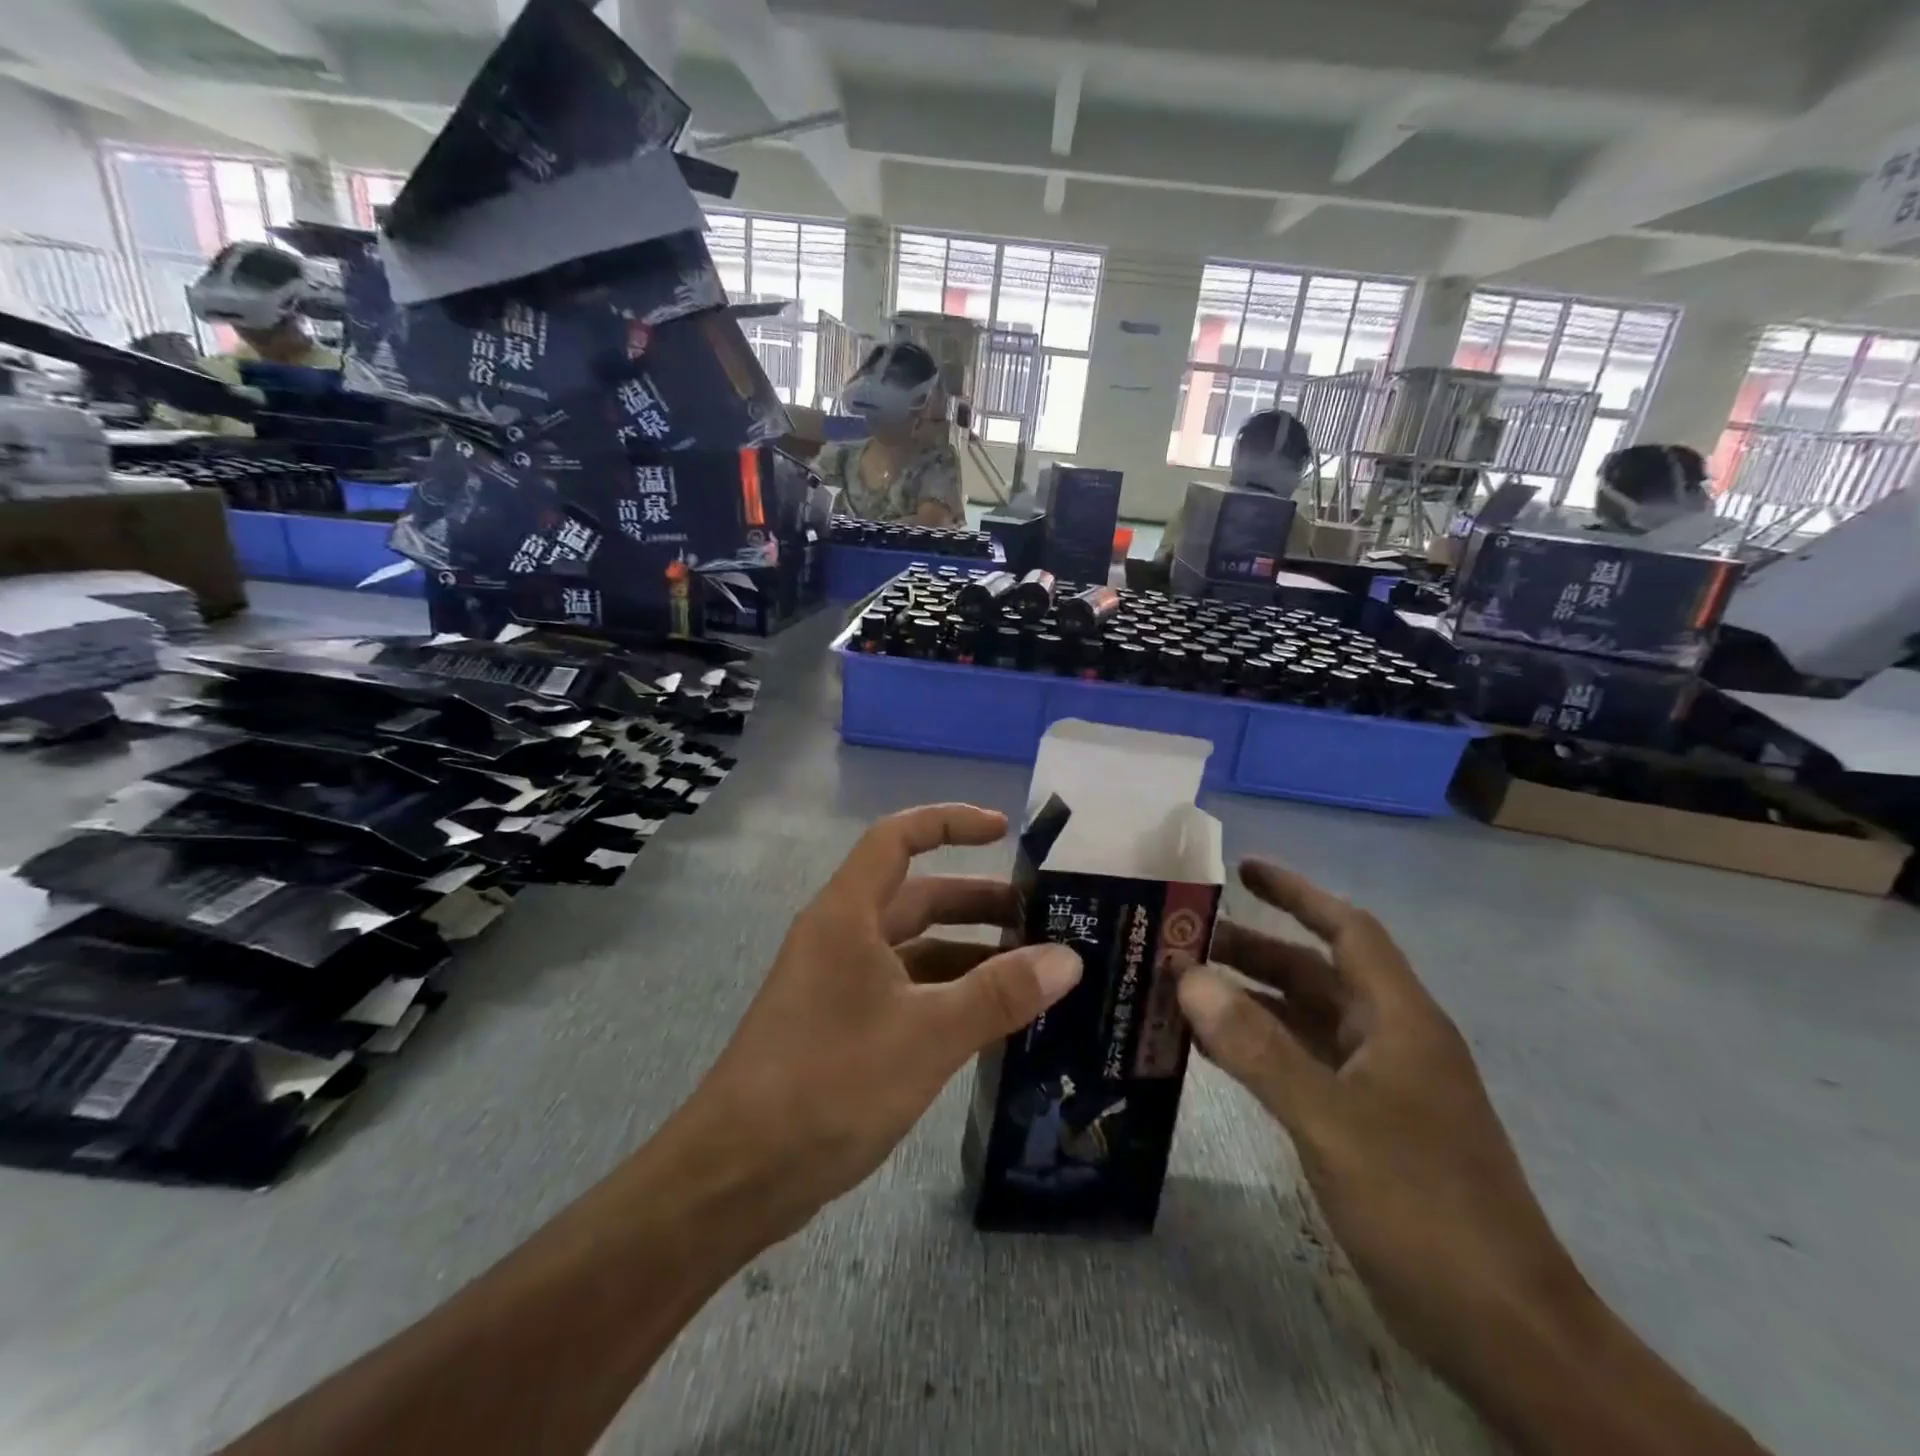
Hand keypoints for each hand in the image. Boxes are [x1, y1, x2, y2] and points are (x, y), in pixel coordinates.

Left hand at [687, 803, 1083, 1241]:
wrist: (738, 1173)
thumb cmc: (830, 1081)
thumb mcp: (928, 1034)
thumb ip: (1000, 994)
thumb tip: (1069, 958)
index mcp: (848, 914)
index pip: (898, 838)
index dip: (950, 822)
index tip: (1004, 831)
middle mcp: (842, 937)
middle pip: (916, 897)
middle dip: (977, 902)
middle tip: (1042, 920)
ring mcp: (839, 984)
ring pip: (915, 950)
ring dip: (969, 955)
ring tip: (1032, 974)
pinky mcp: (843, 1028)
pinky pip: (907, 993)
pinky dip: (949, 996)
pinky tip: (993, 1023)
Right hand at [1176, 860, 1589, 1386]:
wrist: (1505, 1333)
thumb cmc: (1424, 1207)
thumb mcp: (1330, 1120)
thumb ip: (1257, 1048)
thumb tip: (1189, 978)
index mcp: (1398, 1020)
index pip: (1347, 930)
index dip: (1297, 893)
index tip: (1243, 870)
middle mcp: (1390, 1041)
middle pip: (1314, 974)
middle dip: (1251, 951)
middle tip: (1182, 939)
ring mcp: (1379, 1087)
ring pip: (1303, 1022)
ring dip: (1248, 1002)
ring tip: (1180, 990)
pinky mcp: (1365, 1128)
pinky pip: (1300, 1065)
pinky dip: (1257, 1050)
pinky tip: (1211, 1054)